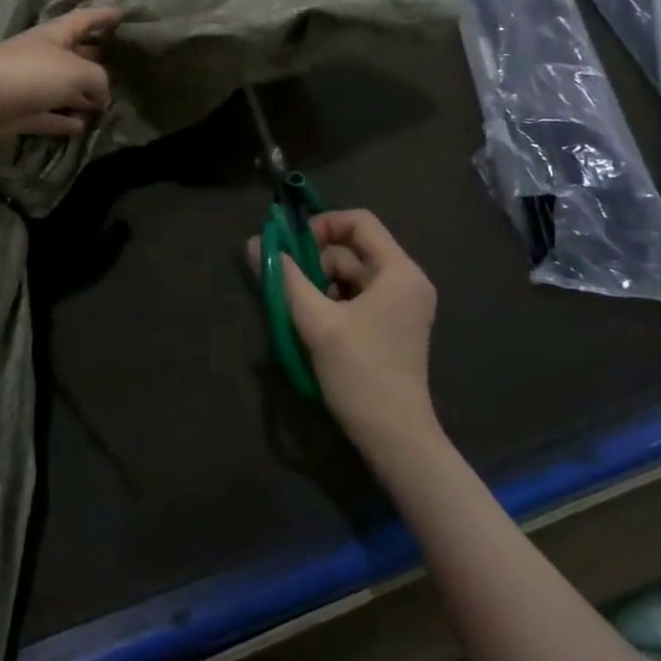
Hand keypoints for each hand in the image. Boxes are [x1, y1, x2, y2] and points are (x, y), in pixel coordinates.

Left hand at [0, 7, 119, 147]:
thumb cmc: (27, 74)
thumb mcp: (75, 70)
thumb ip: (98, 79)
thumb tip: (103, 96)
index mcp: (53, 36)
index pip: (83, 19)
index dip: (102, 16)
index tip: (121, 13)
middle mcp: (42, 57)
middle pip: (74, 55)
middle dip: (95, 59)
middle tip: (121, 66)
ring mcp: (29, 86)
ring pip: (62, 89)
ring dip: (82, 96)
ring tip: (104, 105)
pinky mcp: (19, 113)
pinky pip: (48, 115)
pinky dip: (64, 120)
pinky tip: (81, 126)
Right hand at [252, 210, 439, 452]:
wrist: (395, 438)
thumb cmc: (360, 373)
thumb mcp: (316, 322)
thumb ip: (284, 278)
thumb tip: (253, 244)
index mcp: (399, 271)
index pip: (360, 222)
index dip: (322, 225)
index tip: (291, 246)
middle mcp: (406, 281)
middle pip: (353, 249)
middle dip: (316, 261)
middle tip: (288, 284)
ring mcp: (402, 305)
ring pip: (351, 275)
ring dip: (320, 284)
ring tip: (300, 309)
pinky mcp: (392, 326)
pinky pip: (357, 296)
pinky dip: (333, 301)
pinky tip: (314, 324)